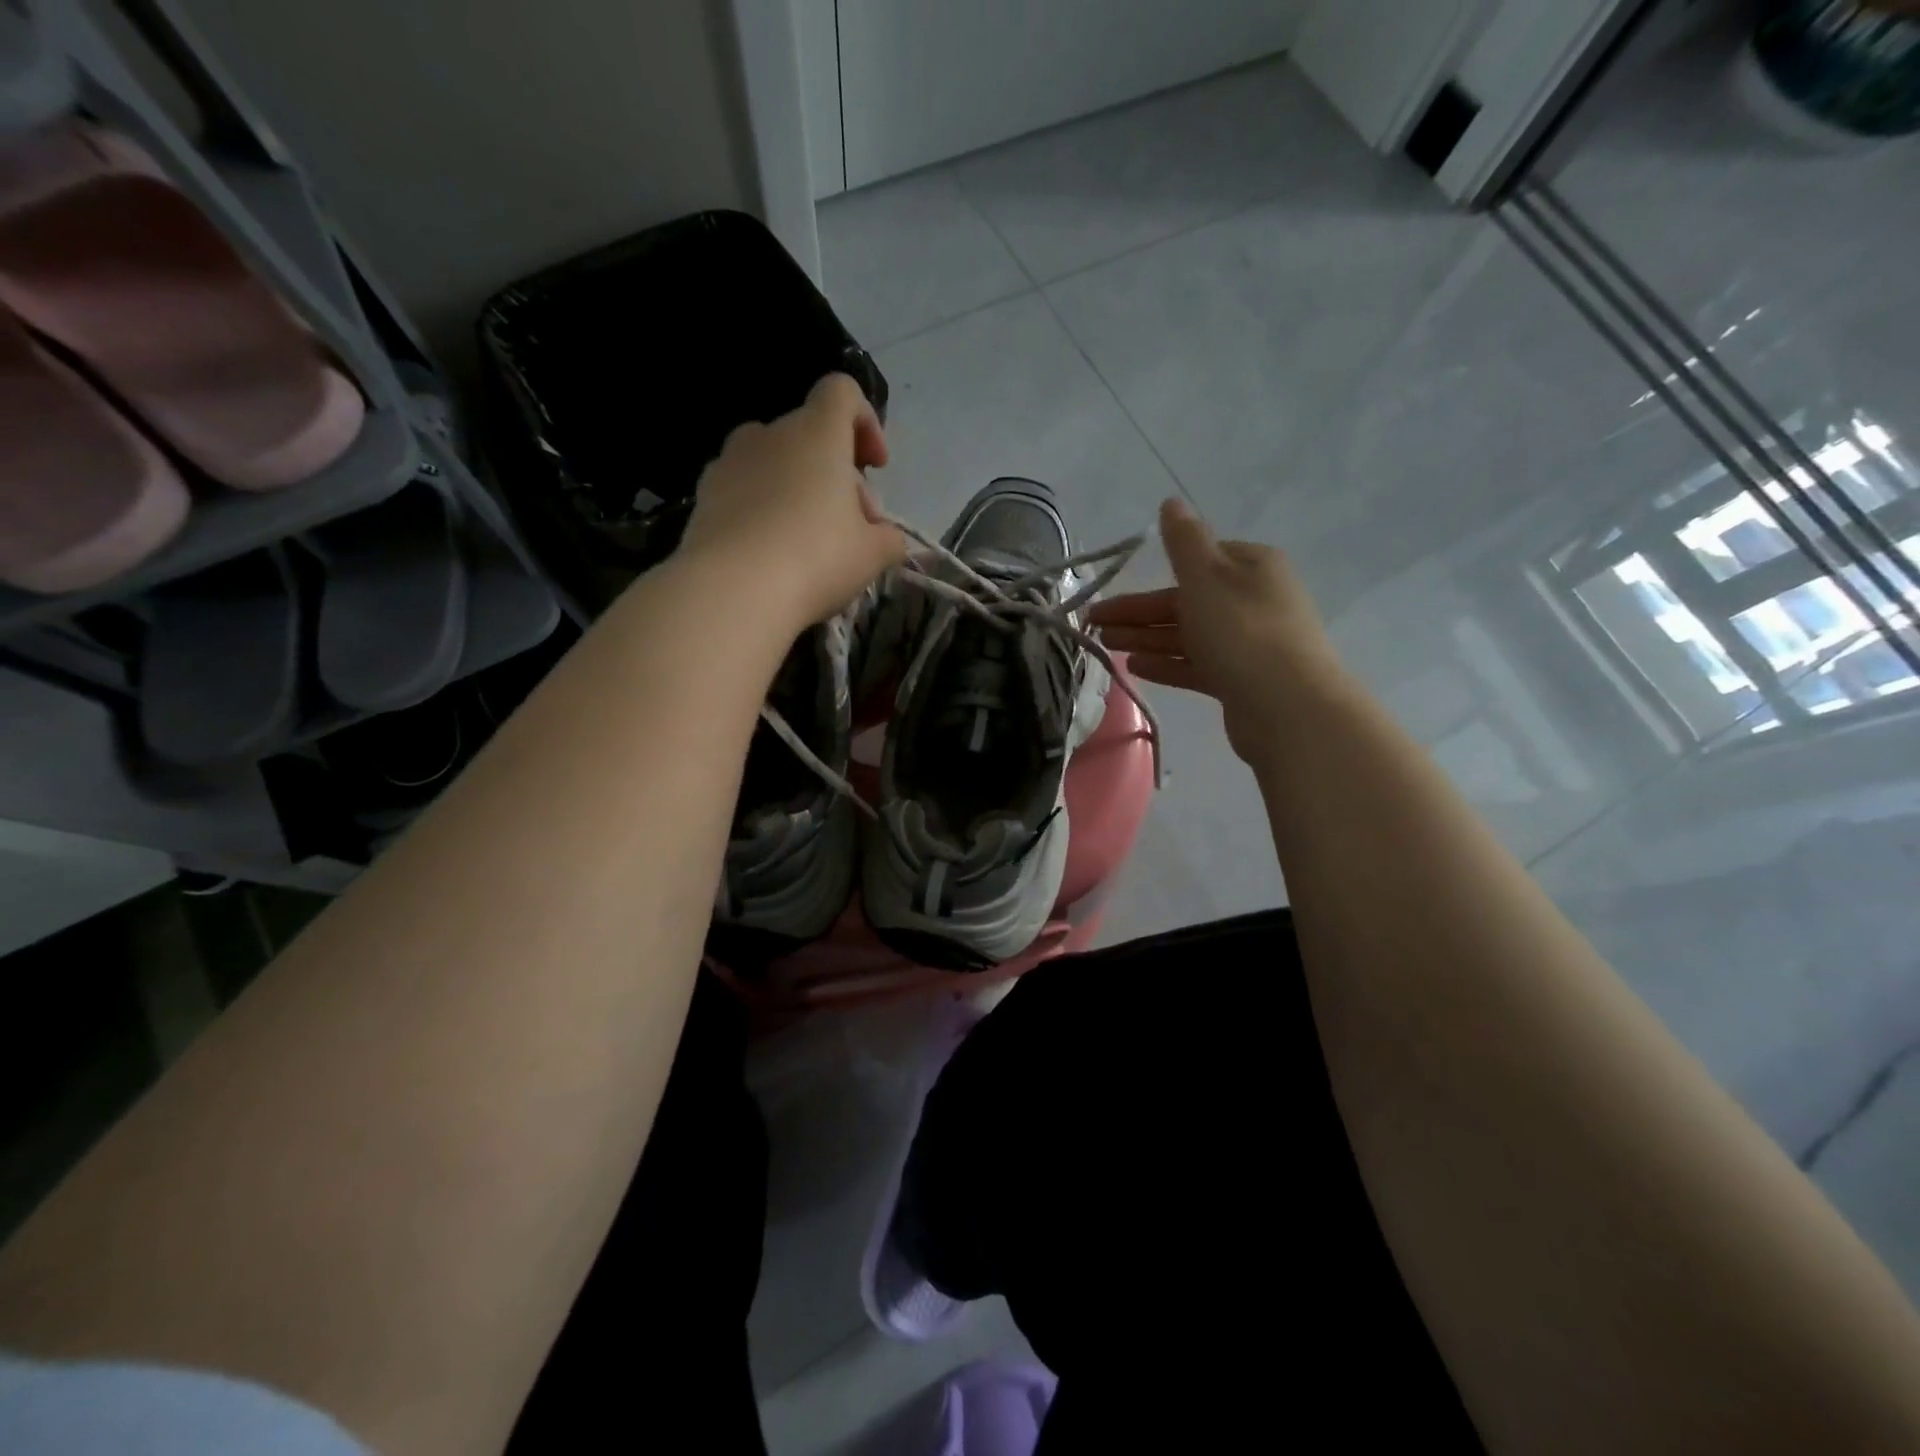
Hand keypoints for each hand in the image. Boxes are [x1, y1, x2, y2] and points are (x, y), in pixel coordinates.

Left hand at [677, 373, 906, 628]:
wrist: (732, 591)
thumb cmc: (816, 559)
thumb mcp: (873, 554)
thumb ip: (889, 538)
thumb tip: (886, 537)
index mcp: (817, 433)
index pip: (842, 393)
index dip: (865, 422)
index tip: (875, 466)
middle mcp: (770, 434)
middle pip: (810, 436)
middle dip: (836, 474)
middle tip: (852, 526)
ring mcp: (729, 462)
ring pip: (774, 462)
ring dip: (797, 489)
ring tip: (808, 540)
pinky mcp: (703, 496)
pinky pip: (744, 490)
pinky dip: (762, 509)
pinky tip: (770, 553)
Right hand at [1092, 498, 1344, 764]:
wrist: (1287, 706)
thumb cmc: (1241, 631)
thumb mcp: (1206, 576)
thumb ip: (1183, 541)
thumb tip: (1171, 502)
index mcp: (1251, 566)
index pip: (1197, 562)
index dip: (1153, 574)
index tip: (1114, 588)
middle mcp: (1253, 600)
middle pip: (1186, 601)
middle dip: (1139, 612)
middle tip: (1094, 624)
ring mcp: (1248, 643)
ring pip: (1187, 635)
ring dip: (1145, 638)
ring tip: (1105, 645)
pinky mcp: (1240, 679)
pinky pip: (1196, 665)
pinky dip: (1166, 663)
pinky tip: (1134, 668)